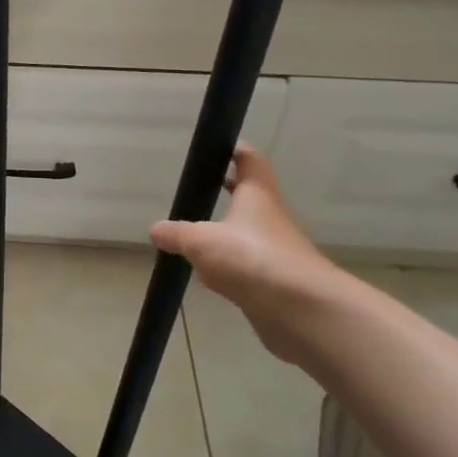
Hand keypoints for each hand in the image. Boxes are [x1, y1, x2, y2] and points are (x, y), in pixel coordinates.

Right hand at [150, 145, 348, 363]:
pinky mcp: (273, 282)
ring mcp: (274, 251)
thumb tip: (156, 230)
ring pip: (245, 235)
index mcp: (257, 195)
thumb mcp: (201, 241)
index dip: (235, 151)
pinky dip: (226, 268)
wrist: (301, 310)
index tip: (218, 147)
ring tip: (194, 237)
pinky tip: (206, 278)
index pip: (249, 161)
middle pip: (249, 198)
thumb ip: (176, 234)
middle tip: (200, 189)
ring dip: (225, 233)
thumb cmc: (251, 258)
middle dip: (228, 192)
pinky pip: (244, 267)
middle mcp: (269, 218)